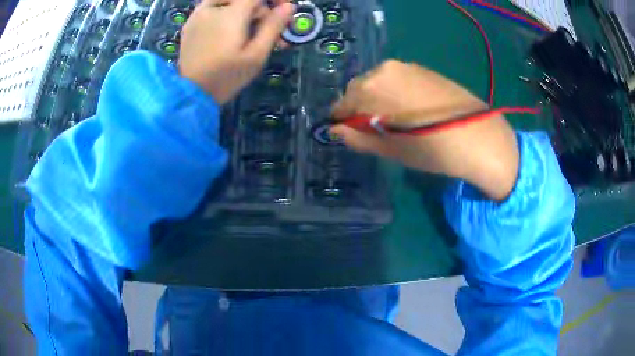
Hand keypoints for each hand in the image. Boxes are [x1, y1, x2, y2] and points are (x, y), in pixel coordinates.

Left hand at [179, 0, 294, 103]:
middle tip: (267, 29)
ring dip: (243, 9)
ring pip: (227, 1)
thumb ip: (273, 26)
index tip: (282, 10)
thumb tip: (289, 6)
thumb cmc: (227, 76)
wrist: (192, 93)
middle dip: (259, 9)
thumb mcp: (256, 55)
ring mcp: (198, 14)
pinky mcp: (190, 23)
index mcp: (231, 14)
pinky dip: (226, 11)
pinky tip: (229, 28)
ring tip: (248, 29)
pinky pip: (212, 6)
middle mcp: (212, 8)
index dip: (274, 0)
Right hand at [331, 61, 518, 200]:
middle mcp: (386, 69)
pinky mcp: (424, 69)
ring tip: (393, 121)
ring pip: (379, 82)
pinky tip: (410, 110)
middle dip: (360, 108)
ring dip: (378, 99)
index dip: (342, 120)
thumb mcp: (391, 149)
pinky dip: (394, 93)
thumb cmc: (432, 149)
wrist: (480, 138)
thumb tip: (335, 131)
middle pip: (360, 88)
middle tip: (373, 130)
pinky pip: (398, 79)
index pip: (342, 102)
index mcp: (372, 87)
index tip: (349, 133)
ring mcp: (407, 66)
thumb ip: (357, 137)